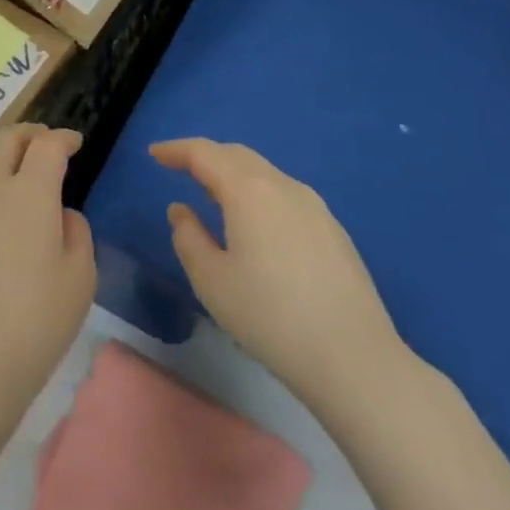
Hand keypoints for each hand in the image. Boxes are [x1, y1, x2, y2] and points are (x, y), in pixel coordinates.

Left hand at [0, 125, 96, 406]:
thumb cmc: (34, 320)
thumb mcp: (79, 279)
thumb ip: (76, 234)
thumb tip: (60, 214)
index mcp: (29, 191)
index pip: (47, 146)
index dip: (63, 138)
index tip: (74, 141)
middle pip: (5, 139)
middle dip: (28, 134)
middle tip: (44, 141)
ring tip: (13, 170)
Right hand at [151, 139, 404, 405]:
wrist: (355, 360)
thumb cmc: (271, 317)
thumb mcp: (211, 281)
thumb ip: (188, 237)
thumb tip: (182, 211)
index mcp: (249, 190)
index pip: (204, 153)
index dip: (176, 150)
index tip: (154, 154)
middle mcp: (283, 186)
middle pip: (237, 156)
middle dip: (205, 157)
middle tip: (180, 169)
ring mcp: (315, 207)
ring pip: (264, 174)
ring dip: (233, 175)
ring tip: (214, 196)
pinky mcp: (334, 231)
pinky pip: (285, 195)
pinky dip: (258, 194)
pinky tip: (255, 225)